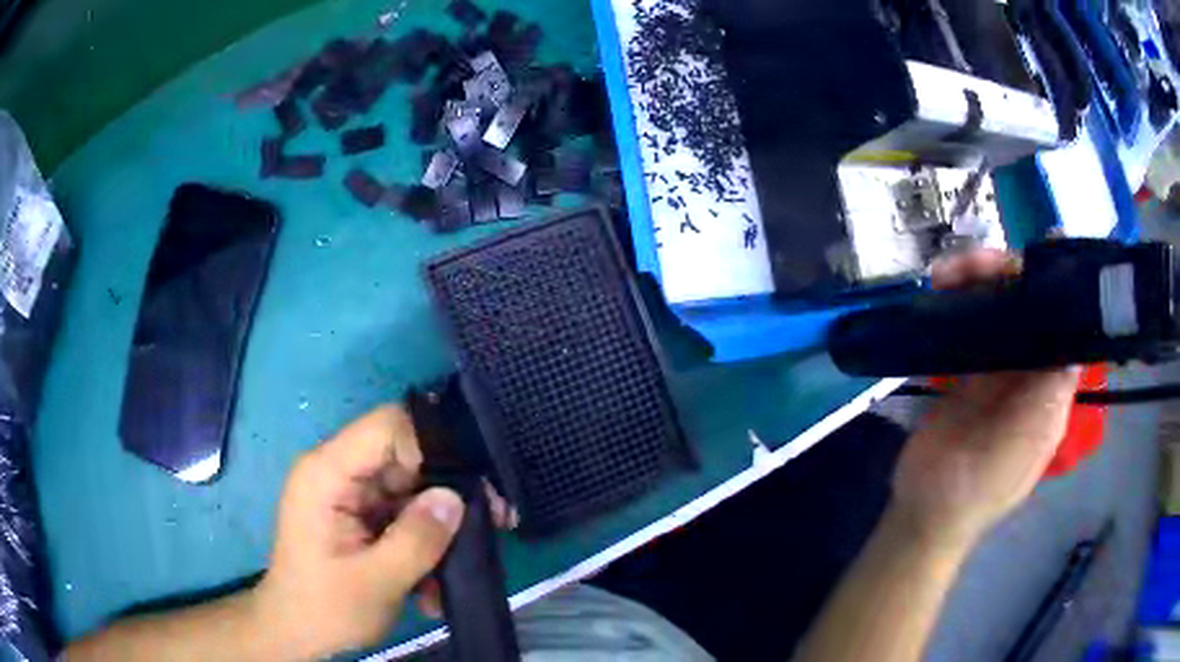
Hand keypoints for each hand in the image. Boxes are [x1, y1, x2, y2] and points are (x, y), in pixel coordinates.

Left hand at [248, 404, 515, 658]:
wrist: (298, 633)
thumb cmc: (325, 608)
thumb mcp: (375, 582)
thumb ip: (416, 539)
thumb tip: (457, 497)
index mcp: (327, 473)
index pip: (386, 426)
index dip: (430, 447)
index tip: (464, 490)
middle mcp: (338, 472)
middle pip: (405, 457)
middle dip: (447, 492)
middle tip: (494, 521)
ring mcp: (351, 495)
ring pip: (412, 489)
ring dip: (440, 528)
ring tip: (462, 566)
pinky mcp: (362, 516)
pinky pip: (404, 515)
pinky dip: (425, 543)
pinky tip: (435, 585)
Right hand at [890, 250, 1079, 550]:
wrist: (927, 510)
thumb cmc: (981, 486)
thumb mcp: (1022, 445)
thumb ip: (1048, 394)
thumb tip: (1075, 335)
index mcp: (1051, 387)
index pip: (1062, 322)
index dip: (1056, 284)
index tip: (1043, 246)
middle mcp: (1029, 370)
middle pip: (1027, 305)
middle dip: (1005, 274)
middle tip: (969, 264)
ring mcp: (996, 369)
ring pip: (995, 308)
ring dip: (975, 282)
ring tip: (943, 276)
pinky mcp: (965, 371)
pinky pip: (967, 325)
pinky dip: (955, 303)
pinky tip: (938, 291)